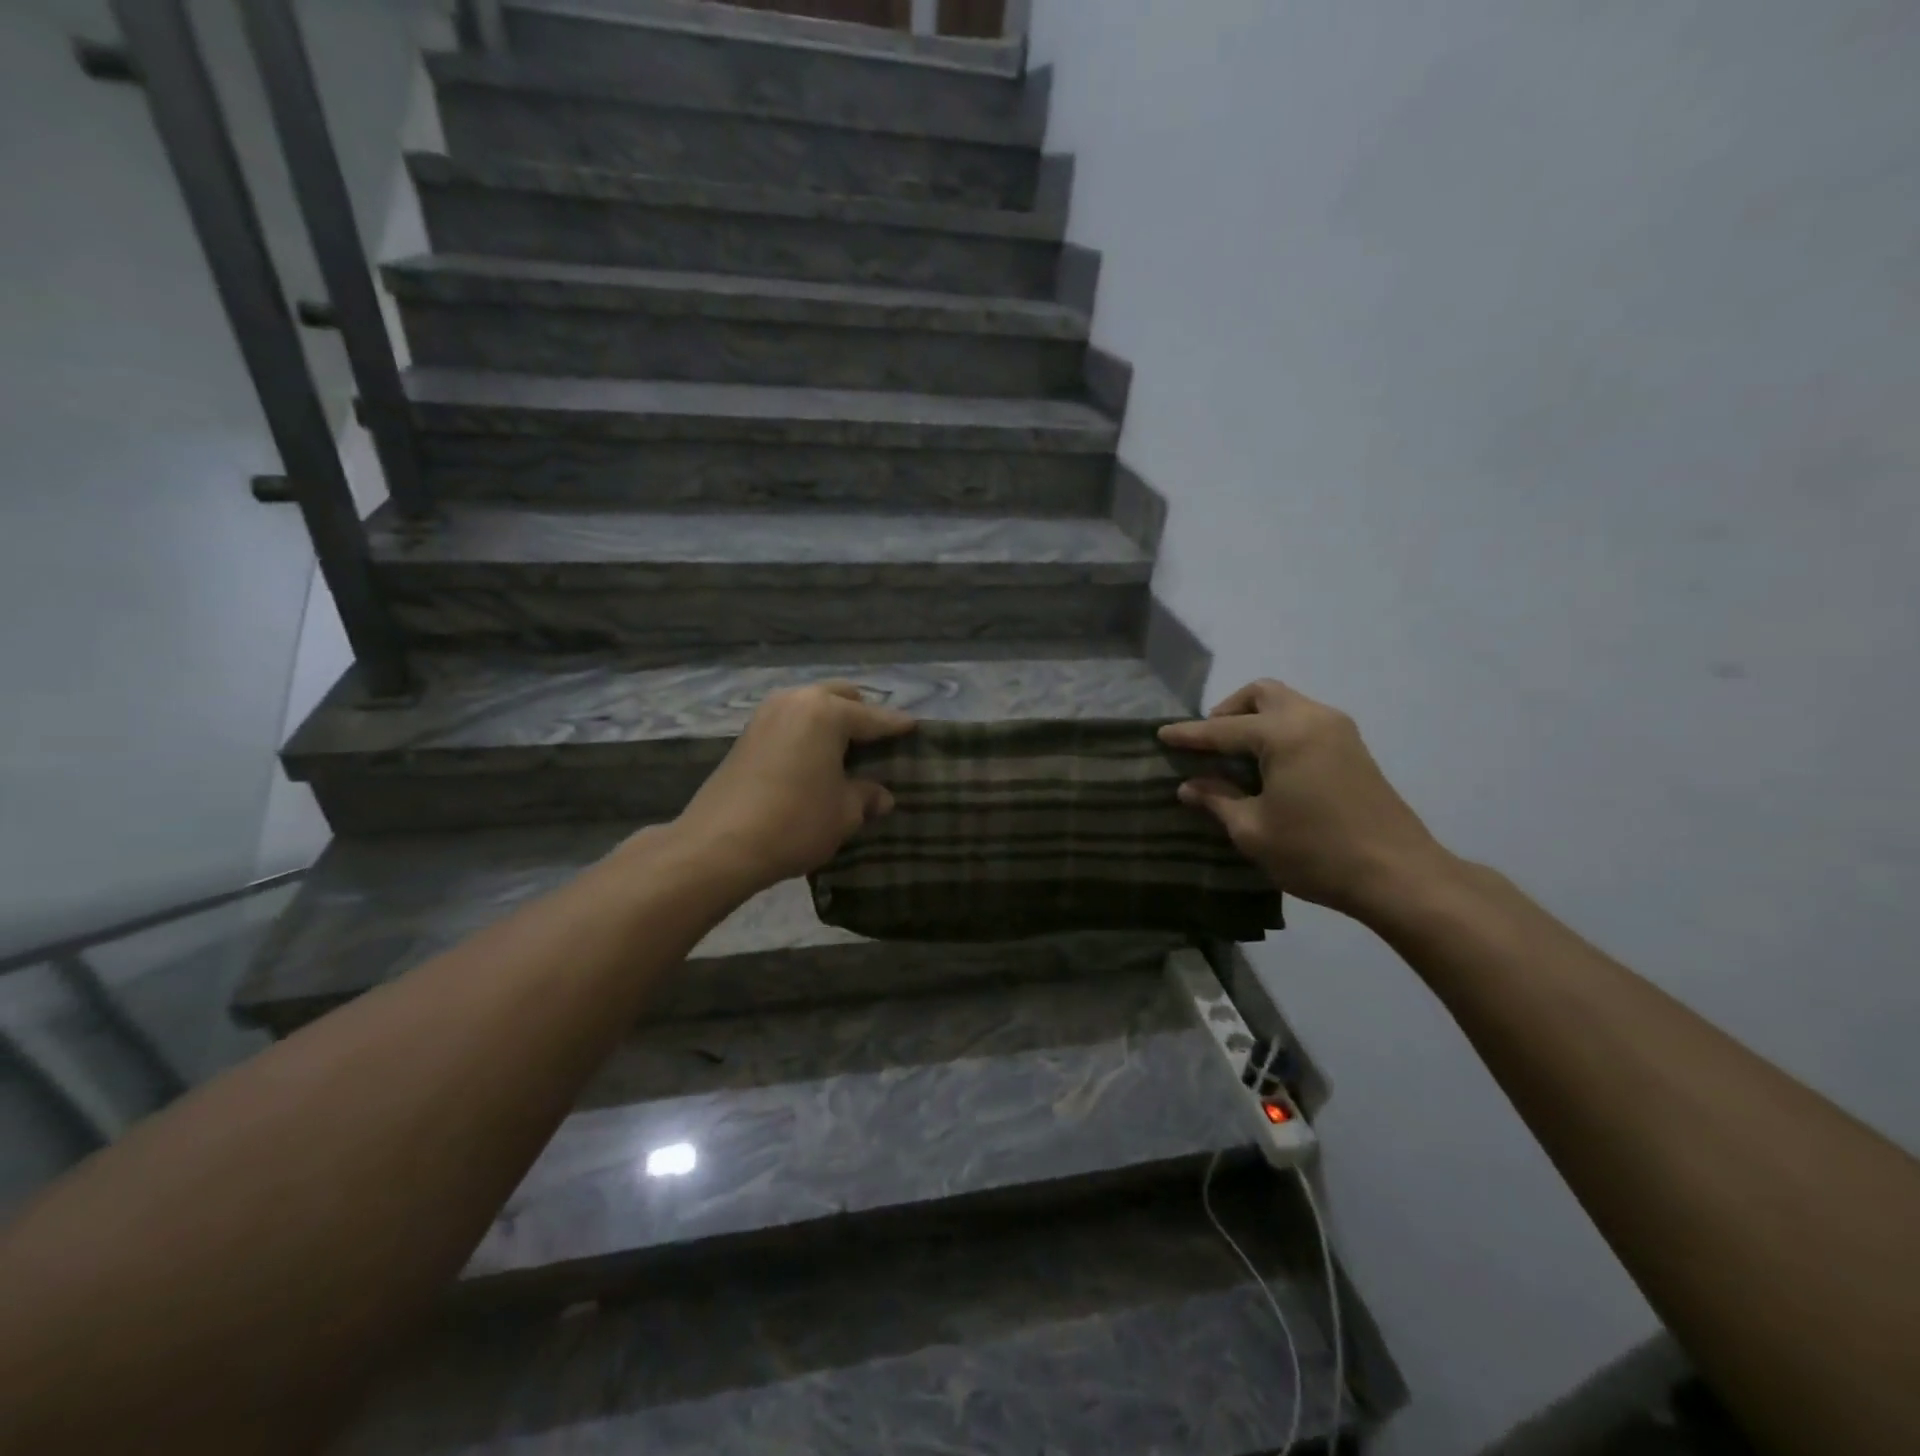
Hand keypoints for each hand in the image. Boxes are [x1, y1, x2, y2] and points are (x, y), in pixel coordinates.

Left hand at [672, 681, 915, 896]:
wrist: (719, 845)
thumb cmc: (795, 821)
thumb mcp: (844, 813)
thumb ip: (866, 796)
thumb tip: (882, 796)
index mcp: (827, 712)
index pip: (874, 717)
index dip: (897, 726)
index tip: (915, 728)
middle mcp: (796, 701)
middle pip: (840, 697)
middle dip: (862, 714)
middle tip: (878, 741)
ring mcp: (767, 714)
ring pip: (811, 706)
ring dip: (831, 721)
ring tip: (847, 750)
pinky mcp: (747, 734)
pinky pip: (791, 721)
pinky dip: (808, 732)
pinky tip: (816, 758)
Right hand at [1159, 678, 1449, 918]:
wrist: (1399, 875)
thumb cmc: (1316, 853)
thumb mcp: (1252, 830)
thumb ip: (1217, 800)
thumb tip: (1190, 786)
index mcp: (1284, 734)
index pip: (1223, 728)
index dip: (1189, 735)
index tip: (1161, 734)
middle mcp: (1312, 718)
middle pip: (1261, 694)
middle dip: (1228, 711)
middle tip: (1208, 742)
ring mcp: (1338, 731)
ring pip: (1286, 703)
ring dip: (1255, 718)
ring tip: (1234, 754)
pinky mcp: (1353, 748)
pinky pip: (1304, 721)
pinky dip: (1278, 730)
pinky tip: (1268, 764)